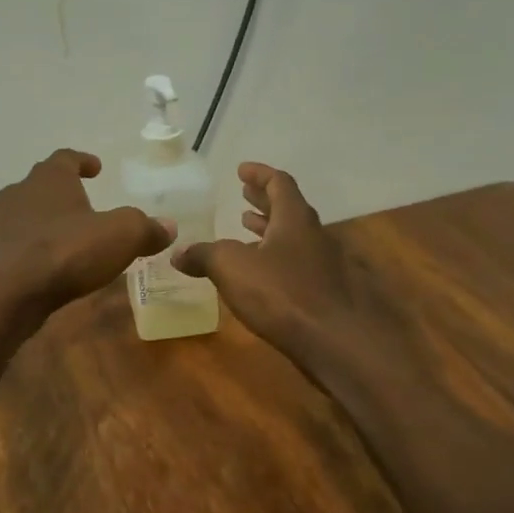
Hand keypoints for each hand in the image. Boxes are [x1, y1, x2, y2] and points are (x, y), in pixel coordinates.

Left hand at [0, 149, 172, 318]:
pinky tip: (56, 261)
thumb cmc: (69, 250)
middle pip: (42, 182)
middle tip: (83, 198)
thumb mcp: (122, 235)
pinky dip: (40, 245)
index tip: (96, 168)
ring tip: (72, 232)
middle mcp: (22, 193)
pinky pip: (24, 241)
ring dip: (49, 218)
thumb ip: (146, 228)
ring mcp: (5, 224)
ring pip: (29, 212)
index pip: (66, 158)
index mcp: (49, 177)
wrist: (15, 292)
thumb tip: (168, 227)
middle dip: (63, 189)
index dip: (83, 161)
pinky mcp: (0, 254)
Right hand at [173, 163, 354, 354]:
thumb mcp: (231, 267)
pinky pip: (296, 264)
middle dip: (264, 201)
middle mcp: (314, 236)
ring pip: (294, 238)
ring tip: (247, 229)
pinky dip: (275, 259)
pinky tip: (260, 275)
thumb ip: (203, 255)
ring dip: (270, 231)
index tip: (242, 170)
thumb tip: (177, 252)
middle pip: (289, 209)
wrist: (336, 342)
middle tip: (243, 196)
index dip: (260, 174)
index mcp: (295, 219)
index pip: (279, 184)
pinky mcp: (325, 293)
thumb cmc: (282, 293)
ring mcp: (324, 265)